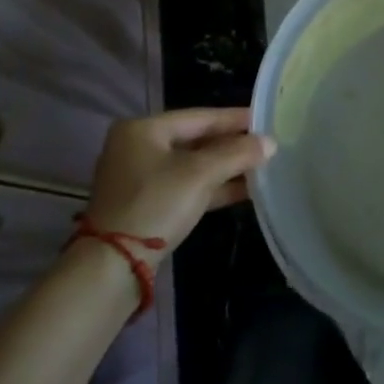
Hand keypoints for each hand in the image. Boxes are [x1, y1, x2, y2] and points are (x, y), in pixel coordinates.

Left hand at [84, 108, 275, 255]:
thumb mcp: (200, 174)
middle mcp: (137, 147)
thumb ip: (237, 154)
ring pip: (192, 165)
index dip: (234, 118)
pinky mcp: (146, 205)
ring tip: (262, 167)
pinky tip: (243, 190)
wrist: (112, 267)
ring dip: (225, 168)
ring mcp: (139, 178)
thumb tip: (271, 142)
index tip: (265, 118)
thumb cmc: (156, 205)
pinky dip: (212, 187)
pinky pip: (186, 186)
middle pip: (195, 140)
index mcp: (142, 129)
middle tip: (266, 143)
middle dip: (231, 145)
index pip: (199, 116)